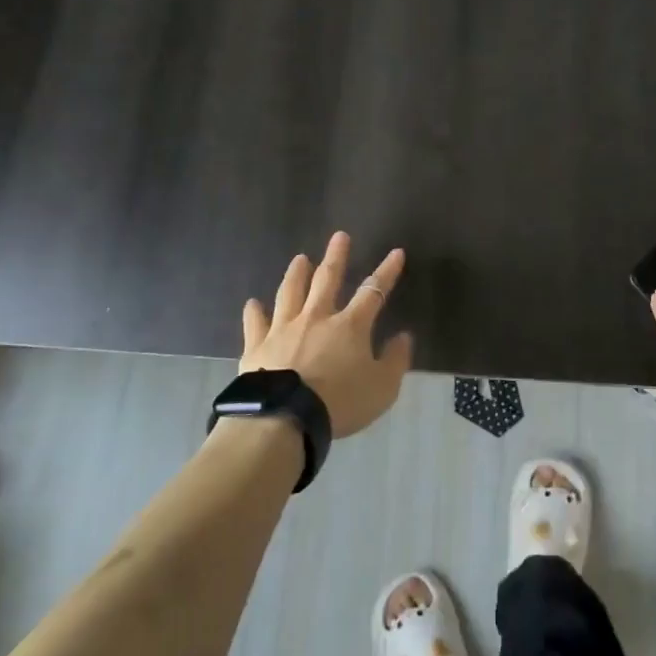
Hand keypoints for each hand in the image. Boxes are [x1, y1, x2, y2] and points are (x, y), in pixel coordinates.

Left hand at [241, 232, 413, 437]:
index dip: (387, 271)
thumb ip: (396, 360)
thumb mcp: (382, 388)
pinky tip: (252, 303)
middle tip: (339, 236)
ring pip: (290, 293)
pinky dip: (254, 312)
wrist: (285, 419)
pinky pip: (255, 324)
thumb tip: (404, 336)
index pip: (373, 291)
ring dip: (296, 274)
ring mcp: (283, 329)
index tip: (396, 252)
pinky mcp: (257, 347)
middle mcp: (316, 318)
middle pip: (327, 280)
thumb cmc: (340, 403)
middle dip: (336, 257)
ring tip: (299, 258)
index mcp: (349, 326)